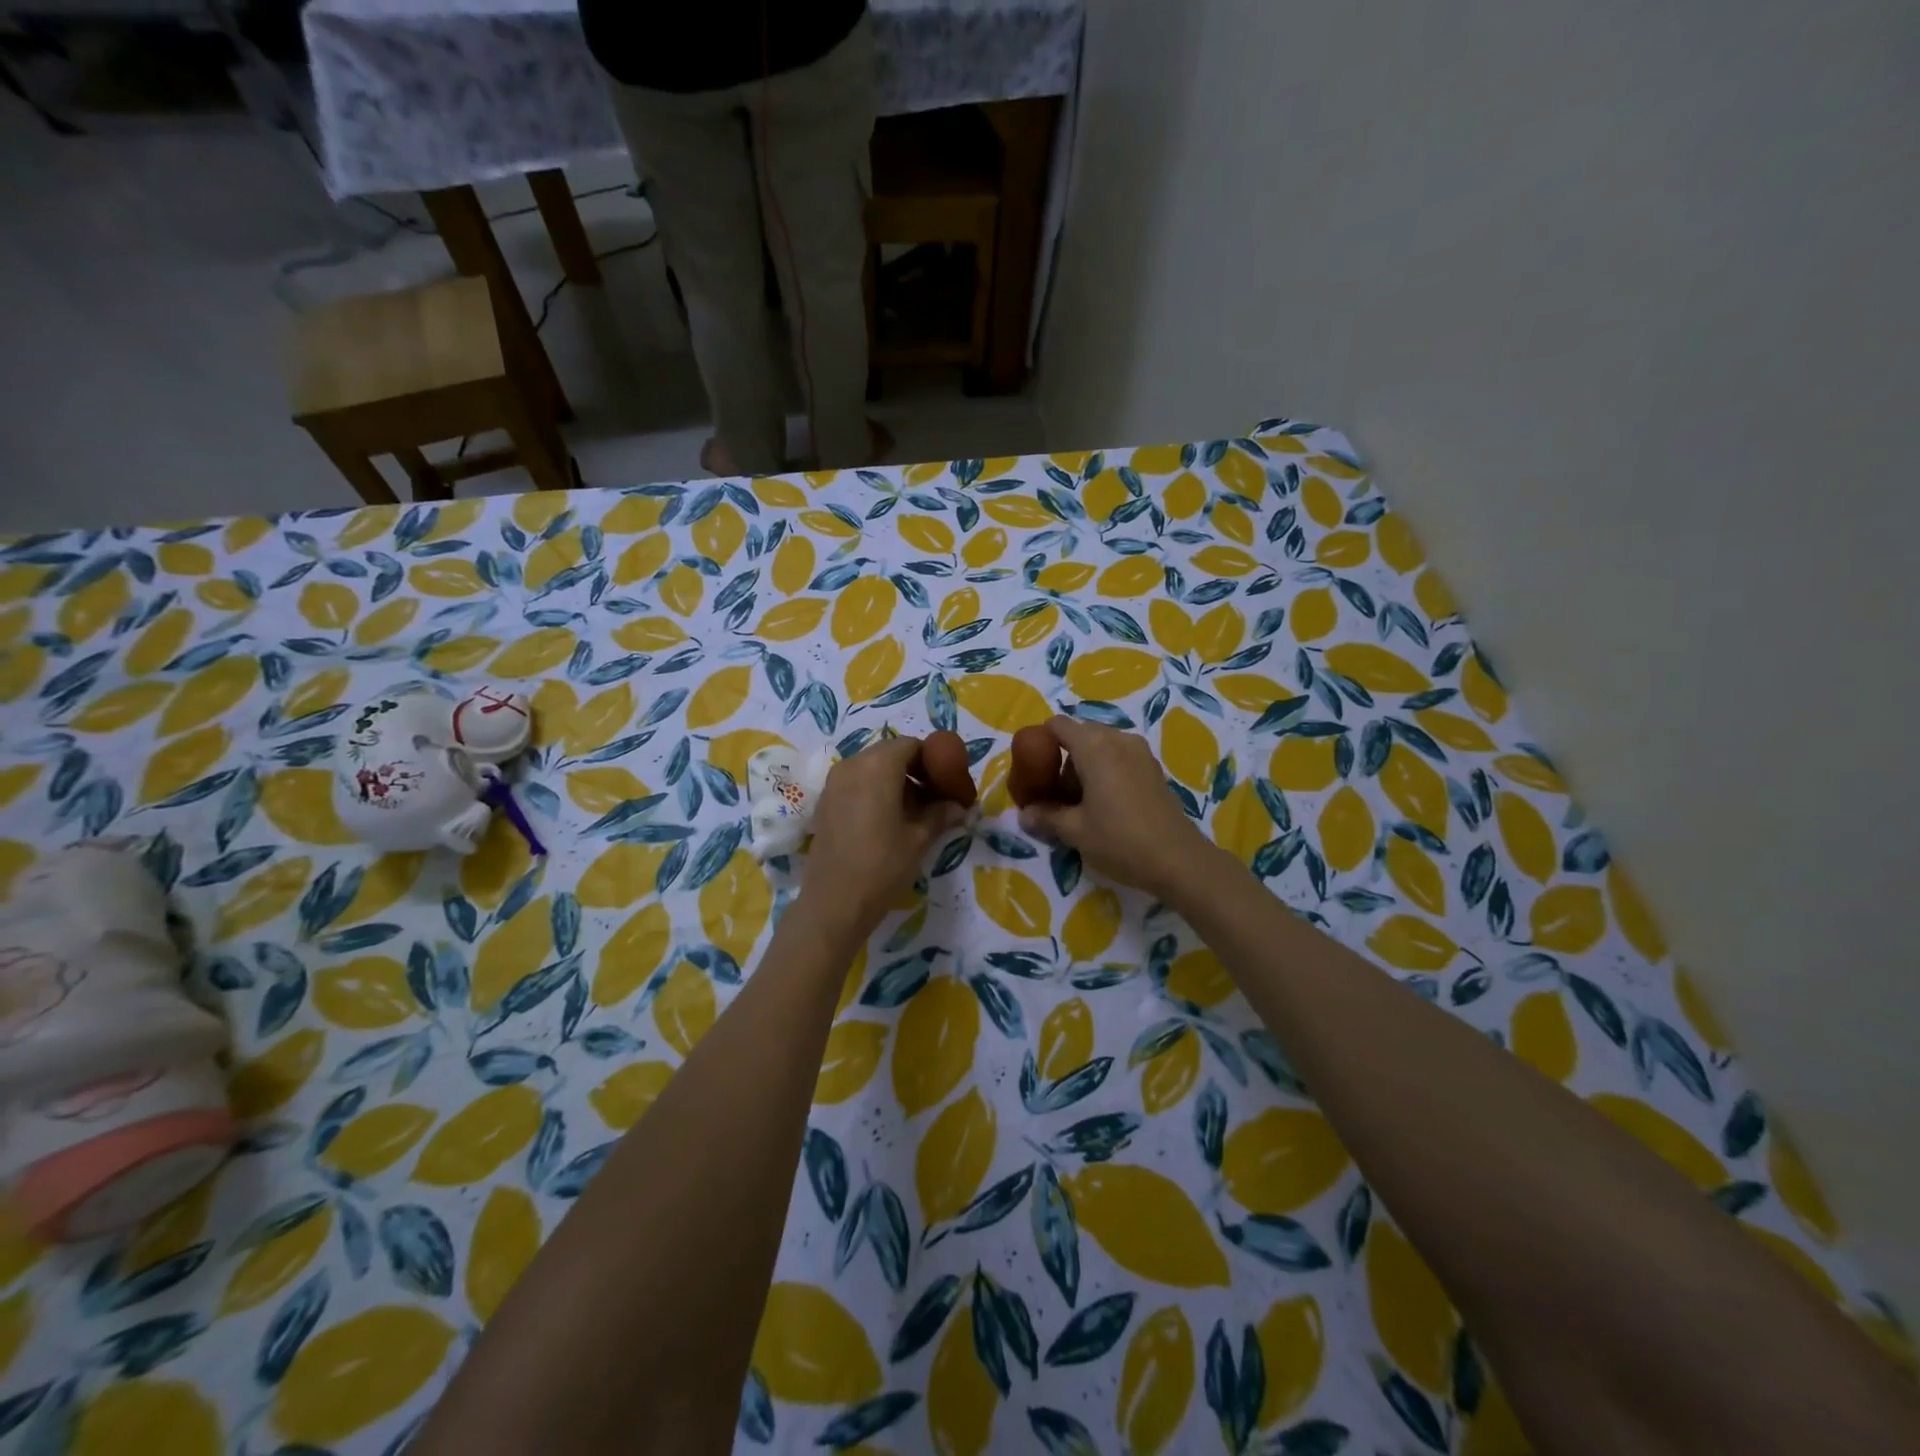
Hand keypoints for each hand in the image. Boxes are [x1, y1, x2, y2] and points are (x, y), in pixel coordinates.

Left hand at [799, 736, 966, 945]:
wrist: (833, 903)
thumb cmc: (882, 866)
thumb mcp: (919, 839)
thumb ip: (941, 814)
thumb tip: (960, 806)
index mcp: (878, 765)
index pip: (913, 746)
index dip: (935, 761)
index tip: (950, 784)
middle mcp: (852, 764)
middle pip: (891, 754)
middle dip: (916, 770)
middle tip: (937, 798)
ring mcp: (834, 783)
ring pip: (873, 769)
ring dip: (897, 782)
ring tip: (916, 813)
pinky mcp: (825, 803)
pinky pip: (857, 784)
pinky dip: (876, 792)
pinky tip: (890, 821)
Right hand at [1018, 716, 1215, 900]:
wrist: (1179, 860)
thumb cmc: (1120, 841)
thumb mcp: (1075, 831)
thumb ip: (1047, 817)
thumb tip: (1024, 815)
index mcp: (1095, 747)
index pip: (1059, 725)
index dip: (1041, 741)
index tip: (1033, 769)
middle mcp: (1118, 739)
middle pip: (1080, 734)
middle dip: (1063, 757)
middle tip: (1054, 792)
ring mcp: (1140, 752)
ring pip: (1101, 746)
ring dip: (1085, 766)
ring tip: (1079, 802)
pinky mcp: (1153, 768)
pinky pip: (1119, 757)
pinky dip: (1105, 771)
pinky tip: (1104, 804)